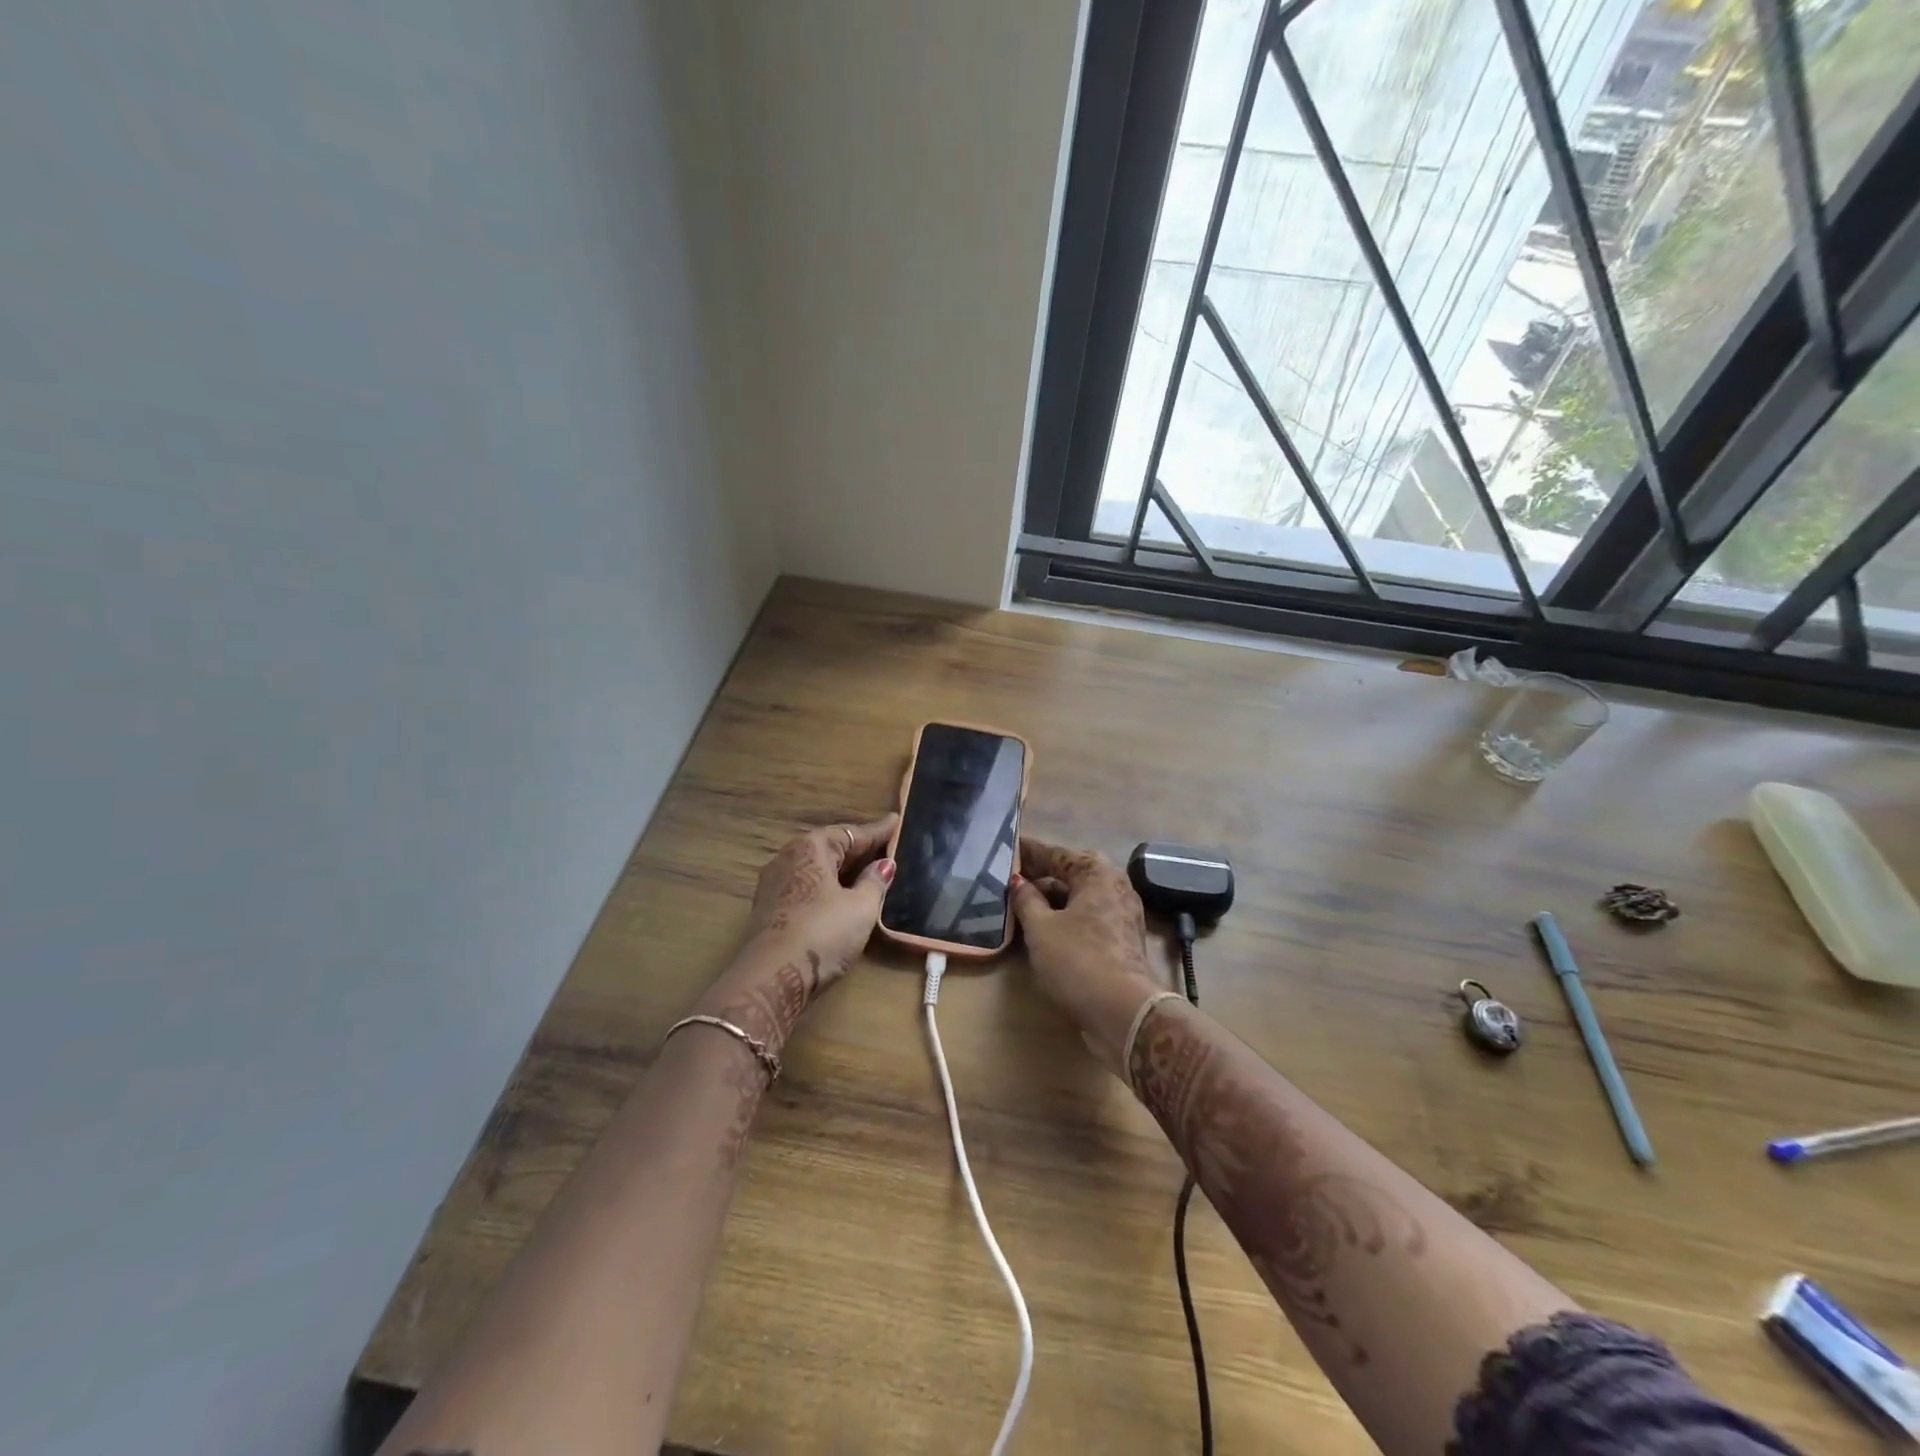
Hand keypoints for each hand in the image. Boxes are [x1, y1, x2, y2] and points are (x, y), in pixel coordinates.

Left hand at [743, 813, 898, 981]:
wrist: (771, 979)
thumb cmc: (822, 933)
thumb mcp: (861, 907)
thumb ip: (875, 882)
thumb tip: (885, 864)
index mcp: (811, 848)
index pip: (851, 833)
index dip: (877, 831)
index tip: (896, 821)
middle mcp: (788, 858)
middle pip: (830, 848)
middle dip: (858, 850)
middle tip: (885, 848)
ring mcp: (774, 885)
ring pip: (816, 869)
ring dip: (841, 870)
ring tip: (867, 872)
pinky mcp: (769, 910)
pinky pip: (806, 887)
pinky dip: (827, 887)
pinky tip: (840, 897)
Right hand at [1010, 838, 1164, 1074]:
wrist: (1124, 1012)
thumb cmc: (1078, 959)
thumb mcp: (1040, 928)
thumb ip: (1026, 900)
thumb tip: (1018, 881)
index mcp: (1096, 872)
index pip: (1055, 853)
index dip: (1029, 851)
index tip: (1008, 845)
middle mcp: (1114, 885)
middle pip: (1069, 874)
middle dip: (1040, 875)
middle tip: (1008, 876)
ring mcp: (1121, 913)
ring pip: (1078, 898)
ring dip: (1050, 899)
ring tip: (1019, 903)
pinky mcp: (1120, 939)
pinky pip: (1086, 917)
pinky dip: (1064, 917)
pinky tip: (1041, 927)